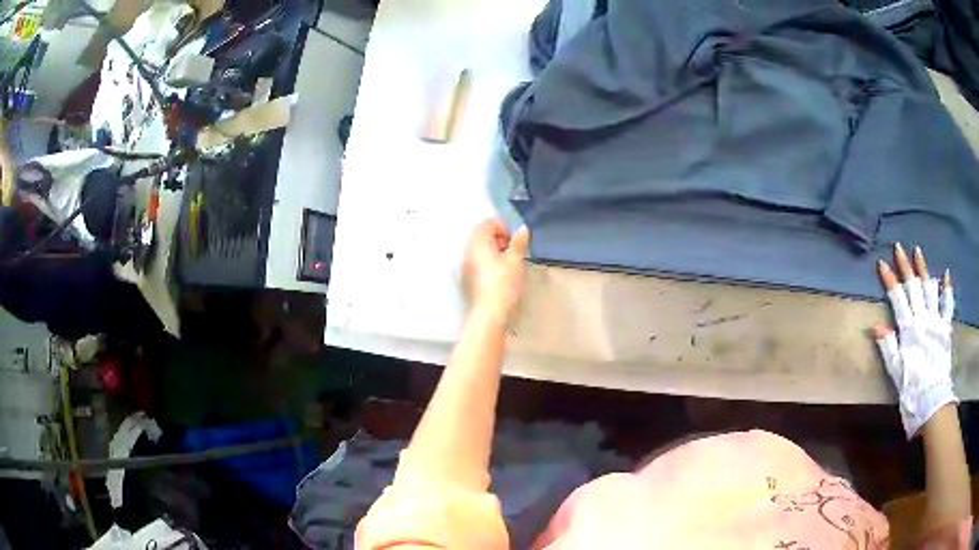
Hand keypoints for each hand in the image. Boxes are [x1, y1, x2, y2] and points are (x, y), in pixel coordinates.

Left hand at [463, 220, 529, 320]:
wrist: (490, 311)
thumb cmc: (504, 283)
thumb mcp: (515, 260)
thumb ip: (519, 243)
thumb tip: (523, 229)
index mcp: (478, 241)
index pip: (488, 223)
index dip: (504, 228)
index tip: (514, 242)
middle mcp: (468, 249)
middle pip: (482, 234)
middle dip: (499, 239)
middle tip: (512, 252)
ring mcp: (465, 263)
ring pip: (479, 248)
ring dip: (494, 250)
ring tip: (507, 263)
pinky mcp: (466, 276)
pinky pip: (477, 260)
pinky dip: (487, 260)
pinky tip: (498, 273)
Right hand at [874, 243, 956, 438]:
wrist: (932, 401)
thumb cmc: (912, 389)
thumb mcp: (896, 372)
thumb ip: (888, 347)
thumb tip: (876, 326)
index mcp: (909, 330)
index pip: (898, 299)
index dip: (890, 280)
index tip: (882, 263)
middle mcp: (923, 319)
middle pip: (913, 287)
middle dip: (905, 266)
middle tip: (898, 247)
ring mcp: (936, 321)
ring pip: (929, 289)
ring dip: (923, 269)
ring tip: (918, 251)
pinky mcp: (945, 328)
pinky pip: (947, 305)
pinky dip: (947, 289)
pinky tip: (945, 275)